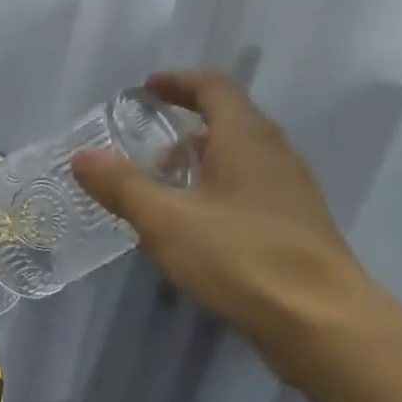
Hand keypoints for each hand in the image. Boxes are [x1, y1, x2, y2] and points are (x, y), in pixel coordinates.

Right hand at [72, 71, 380, 369]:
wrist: (318, 318)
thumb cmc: (239, 258)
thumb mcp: (166, 221)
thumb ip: (123, 186)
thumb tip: (83, 156)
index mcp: (245, 138)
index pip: (213, 88)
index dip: (178, 83)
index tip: (146, 89)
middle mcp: (274, 153)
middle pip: (229, 122)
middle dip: (185, 128)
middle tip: (146, 150)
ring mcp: (290, 190)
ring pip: (239, 160)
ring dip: (200, 164)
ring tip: (164, 192)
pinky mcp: (294, 225)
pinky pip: (248, 190)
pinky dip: (216, 192)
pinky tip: (196, 229)